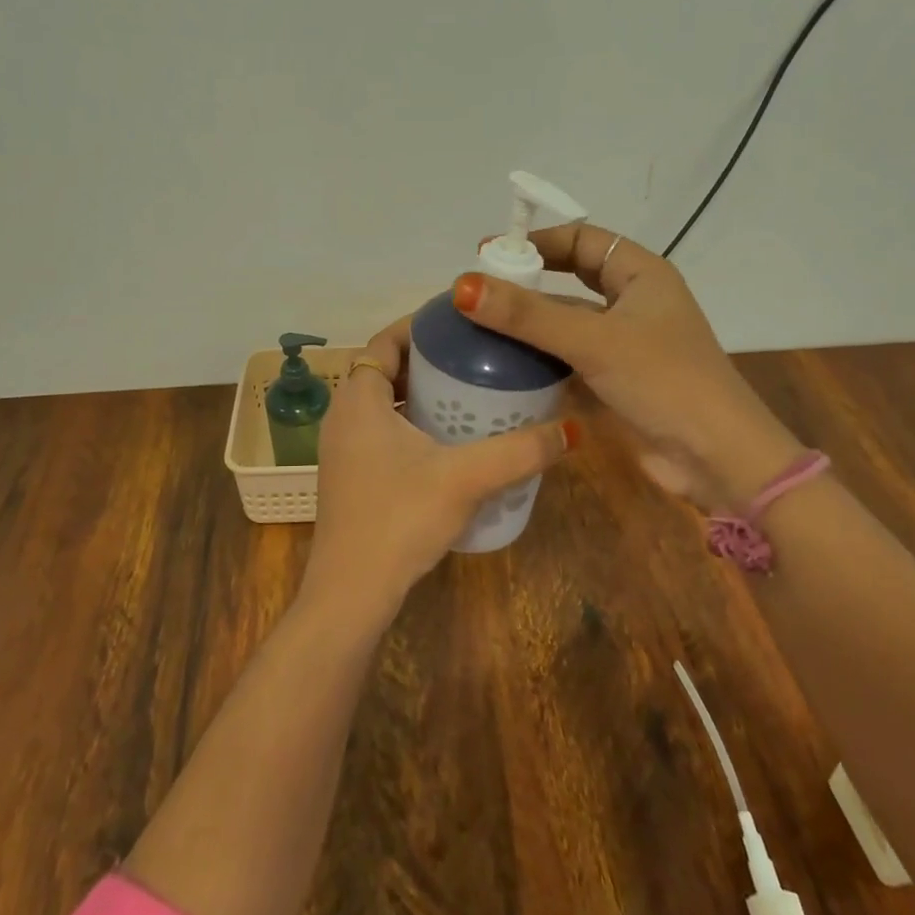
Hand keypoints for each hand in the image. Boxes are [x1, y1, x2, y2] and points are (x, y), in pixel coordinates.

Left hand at [301, 316, 576, 627]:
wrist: (351, 592)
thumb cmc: (400, 518)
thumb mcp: (465, 478)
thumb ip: (519, 451)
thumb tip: (572, 430)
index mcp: (358, 400)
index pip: (384, 341)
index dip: (418, 325)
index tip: (459, 322)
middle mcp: (343, 416)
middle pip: (385, 369)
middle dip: (426, 359)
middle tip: (473, 357)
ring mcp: (342, 449)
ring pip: (382, 403)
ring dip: (418, 393)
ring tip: (467, 393)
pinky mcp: (350, 476)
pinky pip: (380, 431)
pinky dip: (409, 423)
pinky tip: (446, 443)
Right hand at [452, 225, 802, 508]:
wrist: (718, 459)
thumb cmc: (664, 382)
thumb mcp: (593, 342)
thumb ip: (527, 315)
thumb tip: (462, 285)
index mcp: (641, 275)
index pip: (582, 239)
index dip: (537, 242)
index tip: (490, 254)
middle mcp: (633, 302)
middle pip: (571, 279)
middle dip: (528, 281)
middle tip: (479, 290)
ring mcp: (625, 344)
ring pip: (568, 321)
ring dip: (530, 323)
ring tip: (479, 325)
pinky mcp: (616, 380)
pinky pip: (569, 357)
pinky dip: (540, 358)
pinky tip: (503, 365)